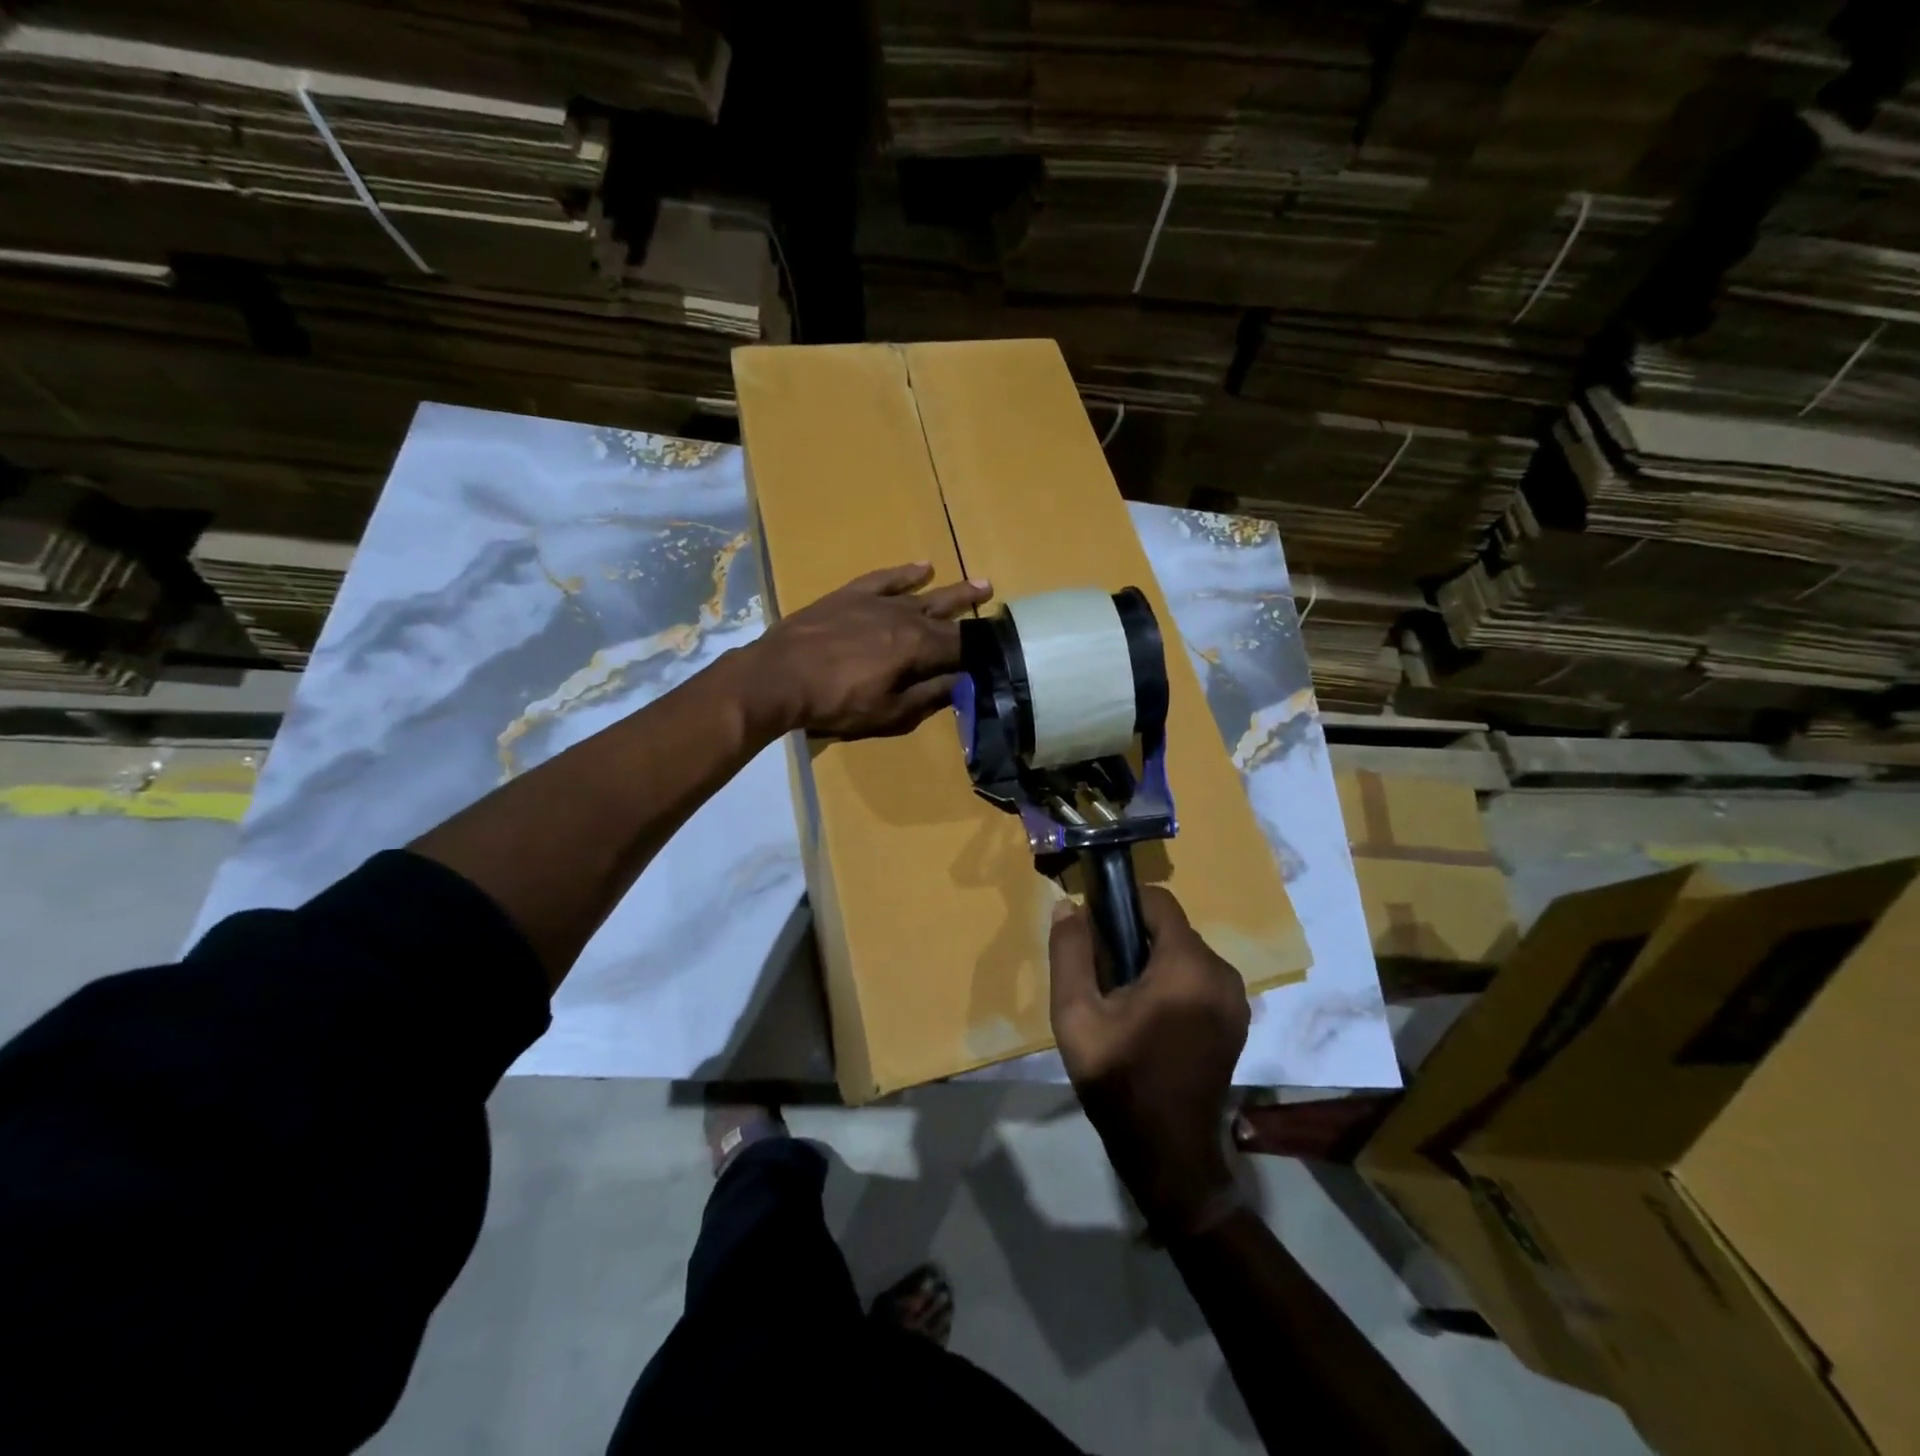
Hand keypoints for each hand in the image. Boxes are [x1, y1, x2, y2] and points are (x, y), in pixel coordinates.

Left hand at [745, 563, 992, 737]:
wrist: (779, 675)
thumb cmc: (836, 702)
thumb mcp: (889, 712)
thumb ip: (928, 696)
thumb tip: (962, 682)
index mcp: (919, 648)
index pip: (961, 646)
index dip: (981, 650)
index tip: (999, 650)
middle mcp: (906, 617)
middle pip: (948, 615)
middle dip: (974, 614)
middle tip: (999, 607)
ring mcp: (878, 602)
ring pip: (924, 593)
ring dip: (953, 590)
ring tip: (980, 584)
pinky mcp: (852, 594)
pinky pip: (886, 578)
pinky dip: (906, 572)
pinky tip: (923, 566)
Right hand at [1050, 887, 1249, 1232]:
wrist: (1167, 1153)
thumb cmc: (1119, 1079)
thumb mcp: (1076, 1014)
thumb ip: (1070, 952)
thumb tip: (1070, 904)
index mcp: (1188, 965)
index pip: (1158, 900)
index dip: (1121, 904)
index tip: (1094, 930)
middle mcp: (1222, 973)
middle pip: (1171, 928)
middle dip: (1134, 938)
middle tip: (1102, 976)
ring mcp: (1236, 999)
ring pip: (1185, 953)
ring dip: (1153, 962)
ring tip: (1122, 1002)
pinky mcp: (1237, 1021)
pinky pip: (1199, 979)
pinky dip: (1173, 983)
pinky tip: (1148, 1018)